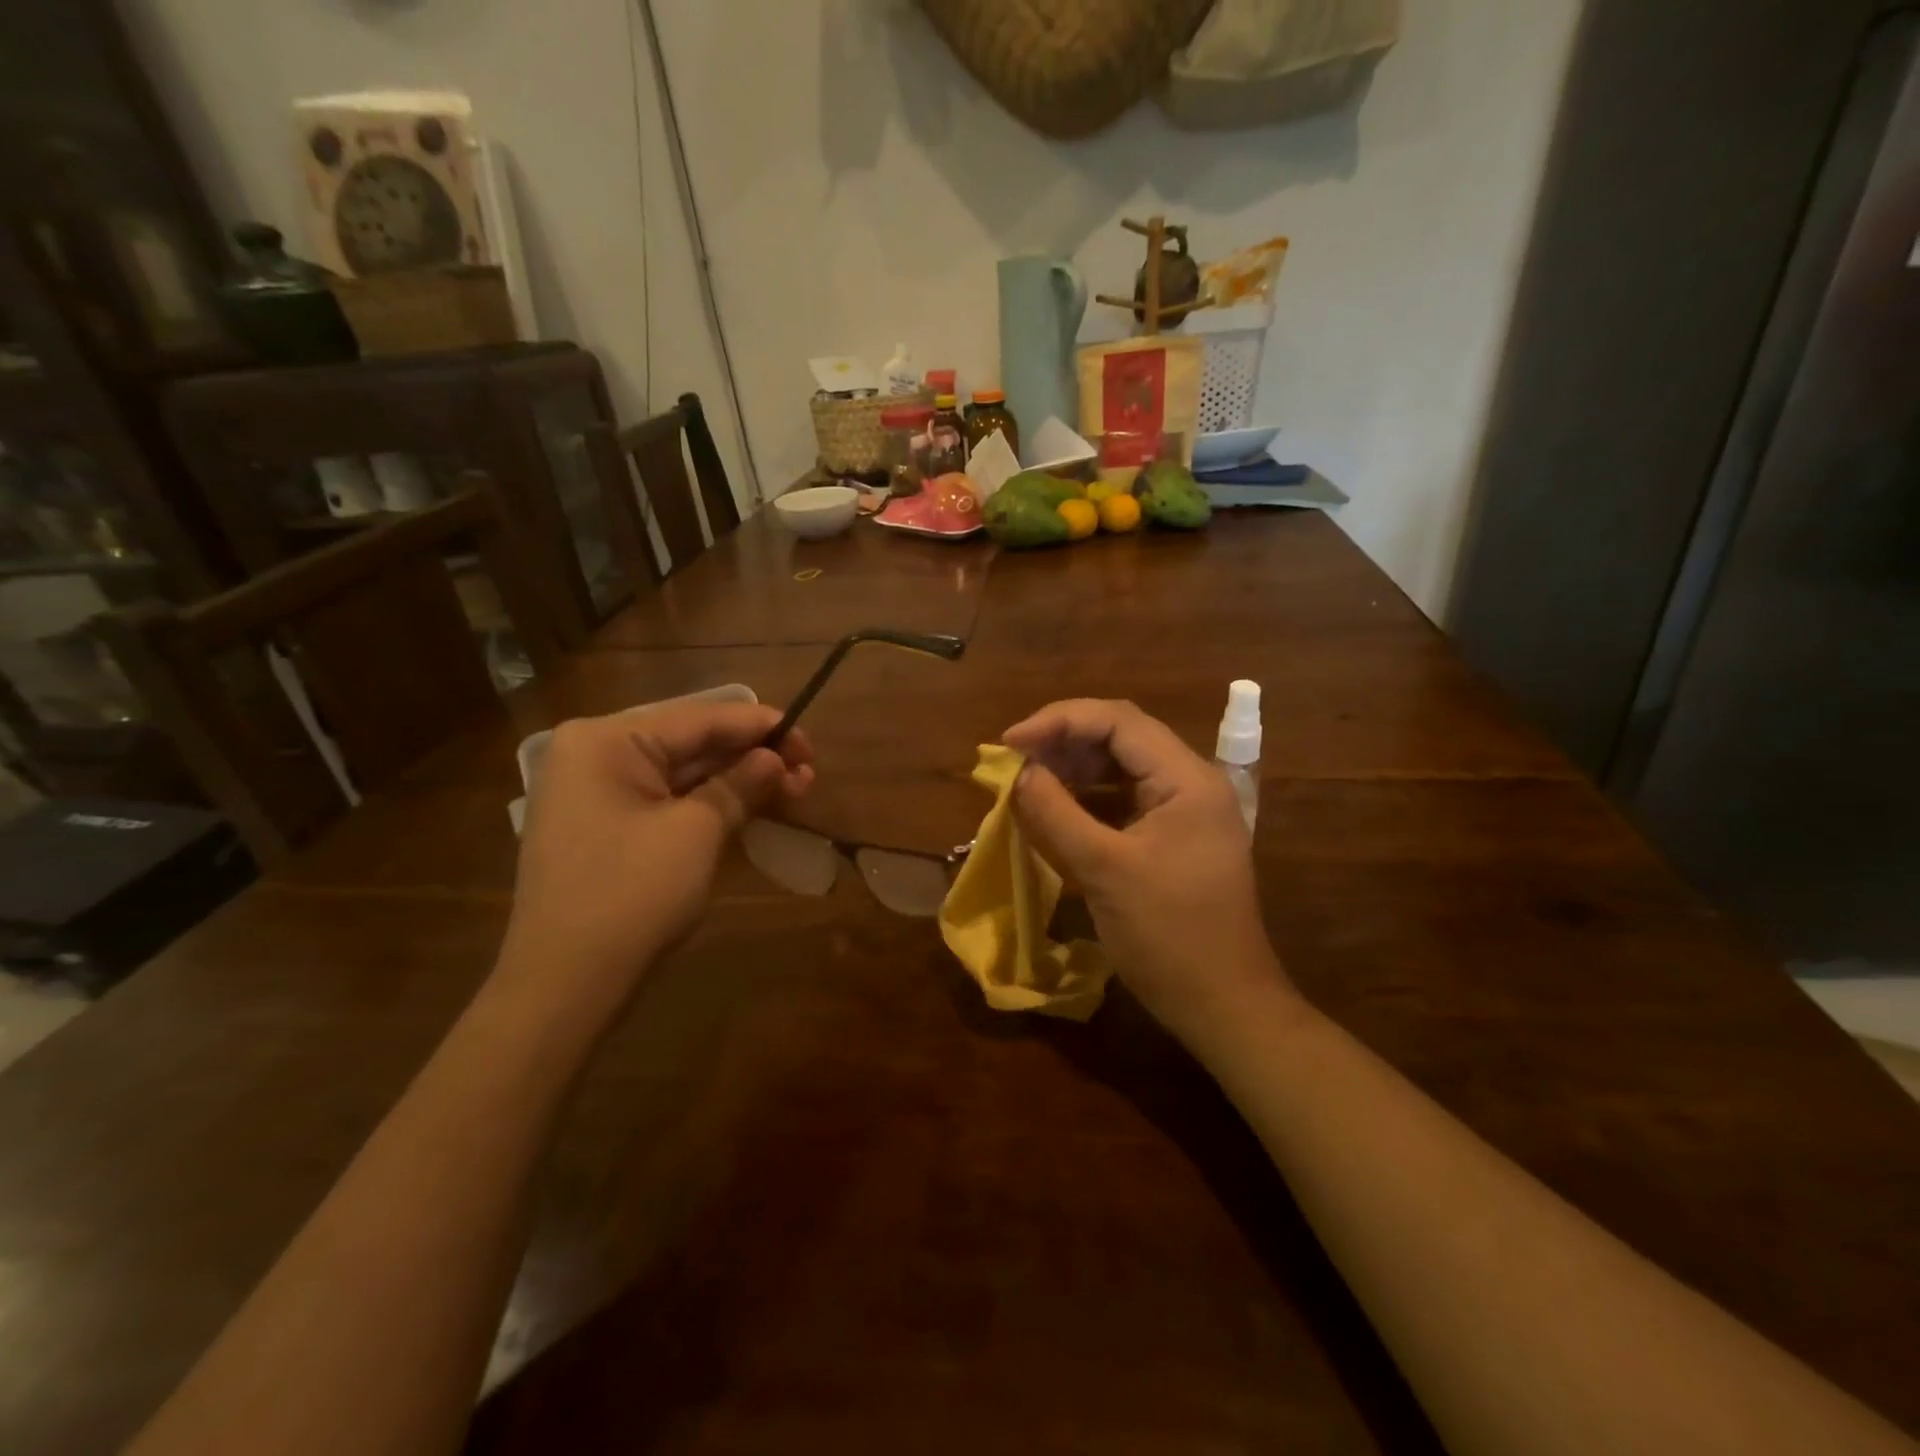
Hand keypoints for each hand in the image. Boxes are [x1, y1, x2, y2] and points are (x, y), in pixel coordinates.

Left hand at [503, 702, 812, 1004]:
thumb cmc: (632, 895)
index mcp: (605, 741)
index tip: (808, 740)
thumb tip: (775, 758)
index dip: (760, 727)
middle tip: (808, 771)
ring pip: (684, 776)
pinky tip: (755, 808)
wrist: (567, 986)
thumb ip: (740, 784)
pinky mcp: (607, 830)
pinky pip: (669, 803)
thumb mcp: (696, 832)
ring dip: (739, 782)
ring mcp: (597, 796)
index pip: (699, 719)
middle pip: (691, 744)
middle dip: (753, 757)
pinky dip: (712, 805)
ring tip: (796, 790)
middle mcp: (595, 756)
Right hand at [1003, 699, 1295, 1050]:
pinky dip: (1087, 798)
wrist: (1223, 1006)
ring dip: (1073, 768)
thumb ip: (1057, 813)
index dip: (1058, 721)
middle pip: (1120, 737)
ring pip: (1120, 767)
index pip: (1118, 721)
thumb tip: (1020, 772)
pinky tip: (1054, 809)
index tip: (1010, 742)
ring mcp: (1184, 810)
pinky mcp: (1173, 837)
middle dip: (1063, 742)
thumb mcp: (1104, 871)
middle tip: (1014, 760)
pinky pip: (1124, 800)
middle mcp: (1190, 782)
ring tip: (1027, 780)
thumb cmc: (1168, 936)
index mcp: (1186, 779)